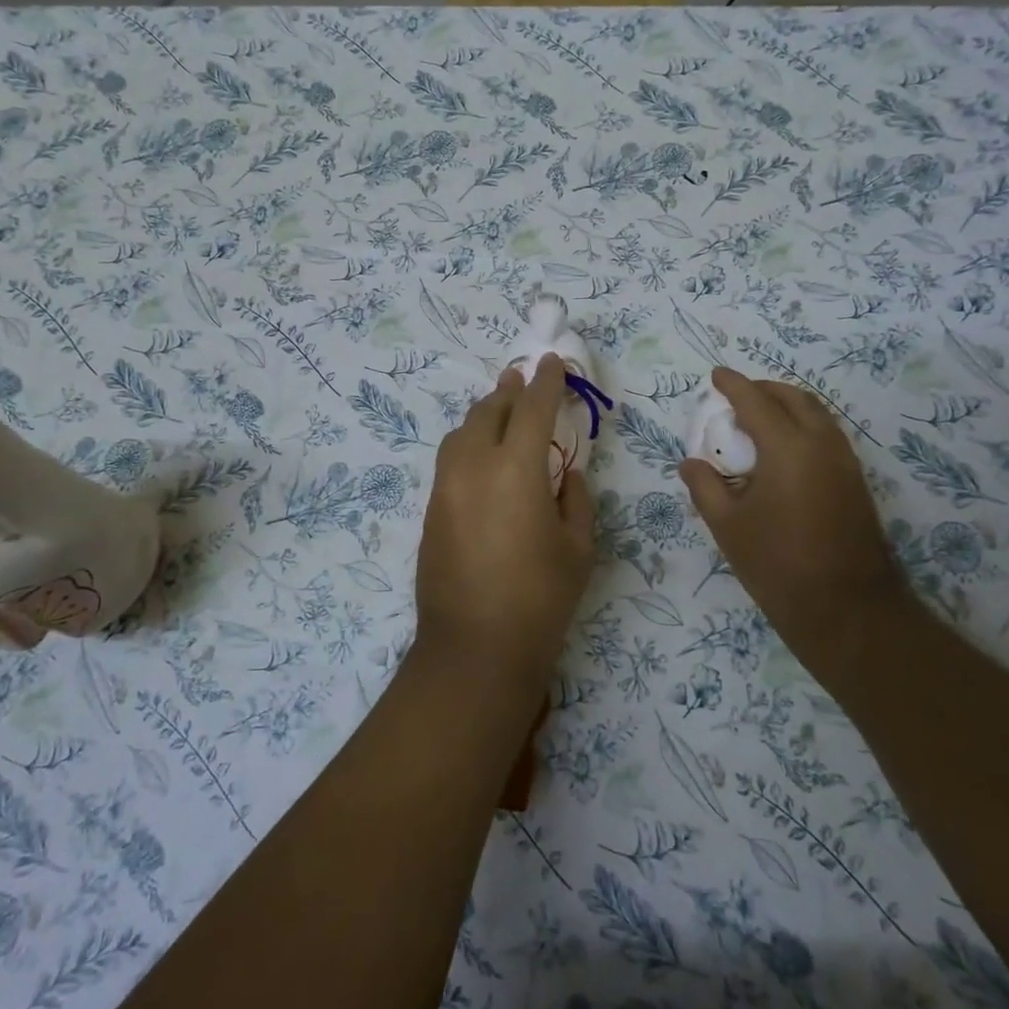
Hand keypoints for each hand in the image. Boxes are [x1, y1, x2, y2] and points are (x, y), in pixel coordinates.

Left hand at [415, 355, 595, 695]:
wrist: (474, 647)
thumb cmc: (540, 598)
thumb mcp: (578, 547)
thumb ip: (575, 498)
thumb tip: (564, 473)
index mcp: (515, 468)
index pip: (531, 408)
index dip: (545, 381)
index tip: (551, 362)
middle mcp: (473, 466)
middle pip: (488, 411)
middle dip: (508, 391)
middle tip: (522, 379)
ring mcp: (445, 487)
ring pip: (461, 432)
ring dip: (483, 414)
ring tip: (499, 410)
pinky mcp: (430, 509)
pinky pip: (449, 459)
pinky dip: (467, 443)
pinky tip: (480, 454)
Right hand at [679, 368, 905, 662]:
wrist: (847, 608)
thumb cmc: (778, 564)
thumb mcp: (727, 525)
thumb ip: (705, 486)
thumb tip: (691, 463)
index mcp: (787, 447)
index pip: (756, 401)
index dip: (733, 384)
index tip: (716, 374)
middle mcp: (822, 444)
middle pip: (794, 398)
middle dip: (764, 389)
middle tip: (736, 396)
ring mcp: (845, 463)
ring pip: (817, 415)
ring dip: (787, 406)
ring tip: (758, 420)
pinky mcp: (855, 482)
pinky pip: (826, 435)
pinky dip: (802, 426)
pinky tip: (782, 451)